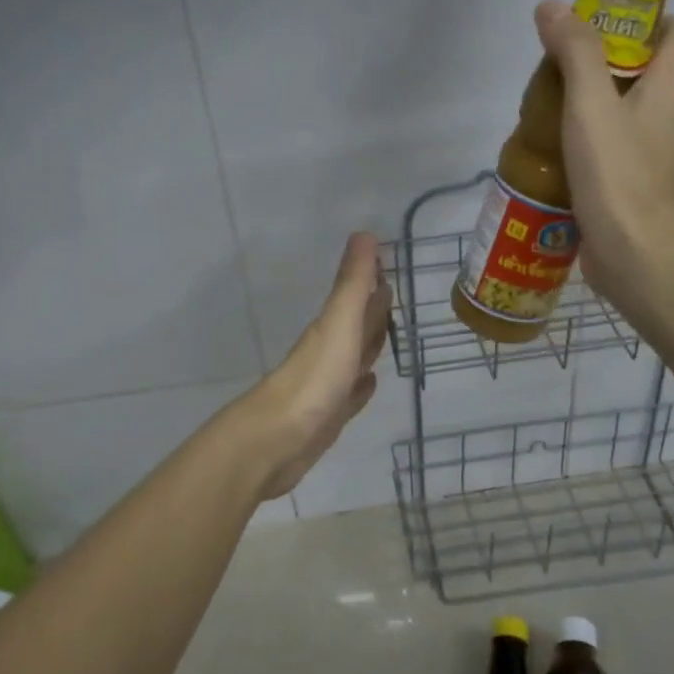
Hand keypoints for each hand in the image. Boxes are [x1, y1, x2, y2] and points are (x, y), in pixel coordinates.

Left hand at [242, 232, 390, 498]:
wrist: (279, 439)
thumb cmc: (315, 378)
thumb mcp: (339, 323)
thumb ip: (353, 283)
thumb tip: (365, 233)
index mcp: (333, 327)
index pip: (357, 296)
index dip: (371, 278)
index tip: (388, 261)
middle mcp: (330, 351)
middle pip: (357, 325)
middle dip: (374, 310)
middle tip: (394, 295)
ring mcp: (329, 384)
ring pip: (355, 357)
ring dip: (370, 344)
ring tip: (389, 333)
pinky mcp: (330, 415)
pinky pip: (351, 394)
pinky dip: (362, 386)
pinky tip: (370, 383)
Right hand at [534, 0, 673, 311]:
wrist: (637, 259)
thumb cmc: (618, 176)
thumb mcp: (591, 106)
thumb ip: (575, 53)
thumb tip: (552, 5)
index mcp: (672, 87)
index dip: (643, 18)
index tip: (597, 26)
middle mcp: (671, 116)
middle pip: (645, 69)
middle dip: (601, 61)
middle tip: (555, 68)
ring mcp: (654, 154)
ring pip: (625, 110)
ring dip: (589, 103)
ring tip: (544, 108)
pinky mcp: (634, 184)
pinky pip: (613, 147)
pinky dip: (586, 141)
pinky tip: (552, 151)